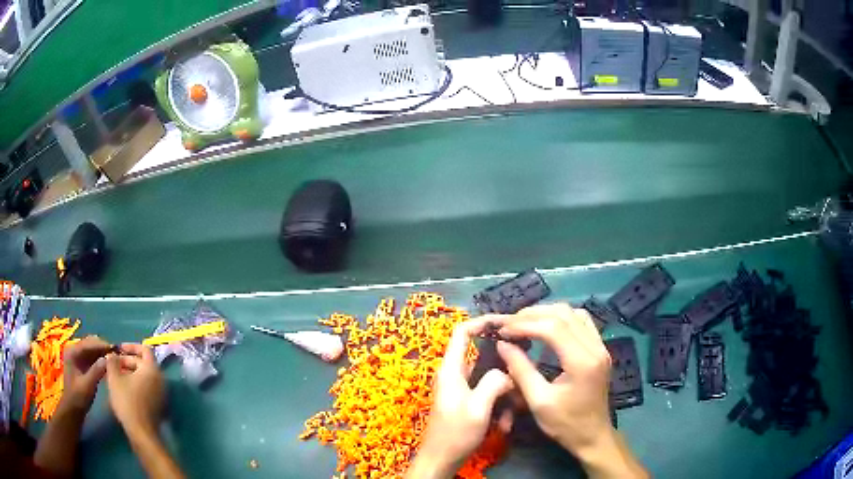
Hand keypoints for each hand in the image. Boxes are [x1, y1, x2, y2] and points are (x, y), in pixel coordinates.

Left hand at [60, 335, 110, 412]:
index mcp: (73, 352)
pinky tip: (108, 365)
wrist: (73, 409)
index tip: (115, 349)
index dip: (101, 345)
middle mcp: (74, 350)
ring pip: (92, 350)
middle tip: (116, 355)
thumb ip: (96, 371)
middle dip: (102, 348)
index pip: (88, 343)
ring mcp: (78, 357)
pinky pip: (92, 357)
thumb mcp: (88, 385)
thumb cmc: (79, 397)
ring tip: (115, 359)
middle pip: (90, 344)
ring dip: (102, 353)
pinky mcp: (82, 364)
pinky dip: (100, 359)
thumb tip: (108, 359)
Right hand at [105, 343, 164, 435]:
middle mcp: (160, 380)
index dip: (130, 346)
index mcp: (152, 370)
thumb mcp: (114, 378)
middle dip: (127, 361)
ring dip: (130, 372)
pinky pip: (147, 388)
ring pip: (144, 376)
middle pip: (143, 363)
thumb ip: (112, 362)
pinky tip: (123, 388)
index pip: (144, 349)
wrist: (142, 433)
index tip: (118, 348)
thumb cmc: (127, 402)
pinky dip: (135, 384)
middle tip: (113, 364)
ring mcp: (161, 394)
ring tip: (115, 375)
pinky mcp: (158, 405)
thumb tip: (112, 354)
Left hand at [407, 318, 513, 478]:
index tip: (505, 321)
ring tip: (515, 411)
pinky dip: (499, 405)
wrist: (441, 459)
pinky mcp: (466, 402)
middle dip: (504, 365)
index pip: (461, 332)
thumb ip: (494, 382)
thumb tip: (506, 372)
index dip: (481, 321)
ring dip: (504, 393)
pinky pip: (487, 394)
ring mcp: (460, 389)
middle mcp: (454, 375)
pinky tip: (505, 424)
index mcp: (451, 370)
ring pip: (489, 379)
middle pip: (482, 356)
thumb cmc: (456, 433)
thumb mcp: (478, 407)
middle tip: (524, 371)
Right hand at [496, 304, 646, 477]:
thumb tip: (502, 344)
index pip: (553, 328)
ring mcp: (601, 347)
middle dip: (534, 314)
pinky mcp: (600, 349)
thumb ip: (521, 370)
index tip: (503, 330)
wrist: (593, 436)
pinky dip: (563, 318)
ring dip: (549, 313)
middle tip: (510, 324)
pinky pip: (582, 322)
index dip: (525, 324)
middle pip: (564, 314)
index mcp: (582, 362)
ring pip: (575, 313)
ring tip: (525, 322)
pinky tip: (548, 327)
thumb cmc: (565, 423)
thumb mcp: (538, 401)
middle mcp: (595, 347)